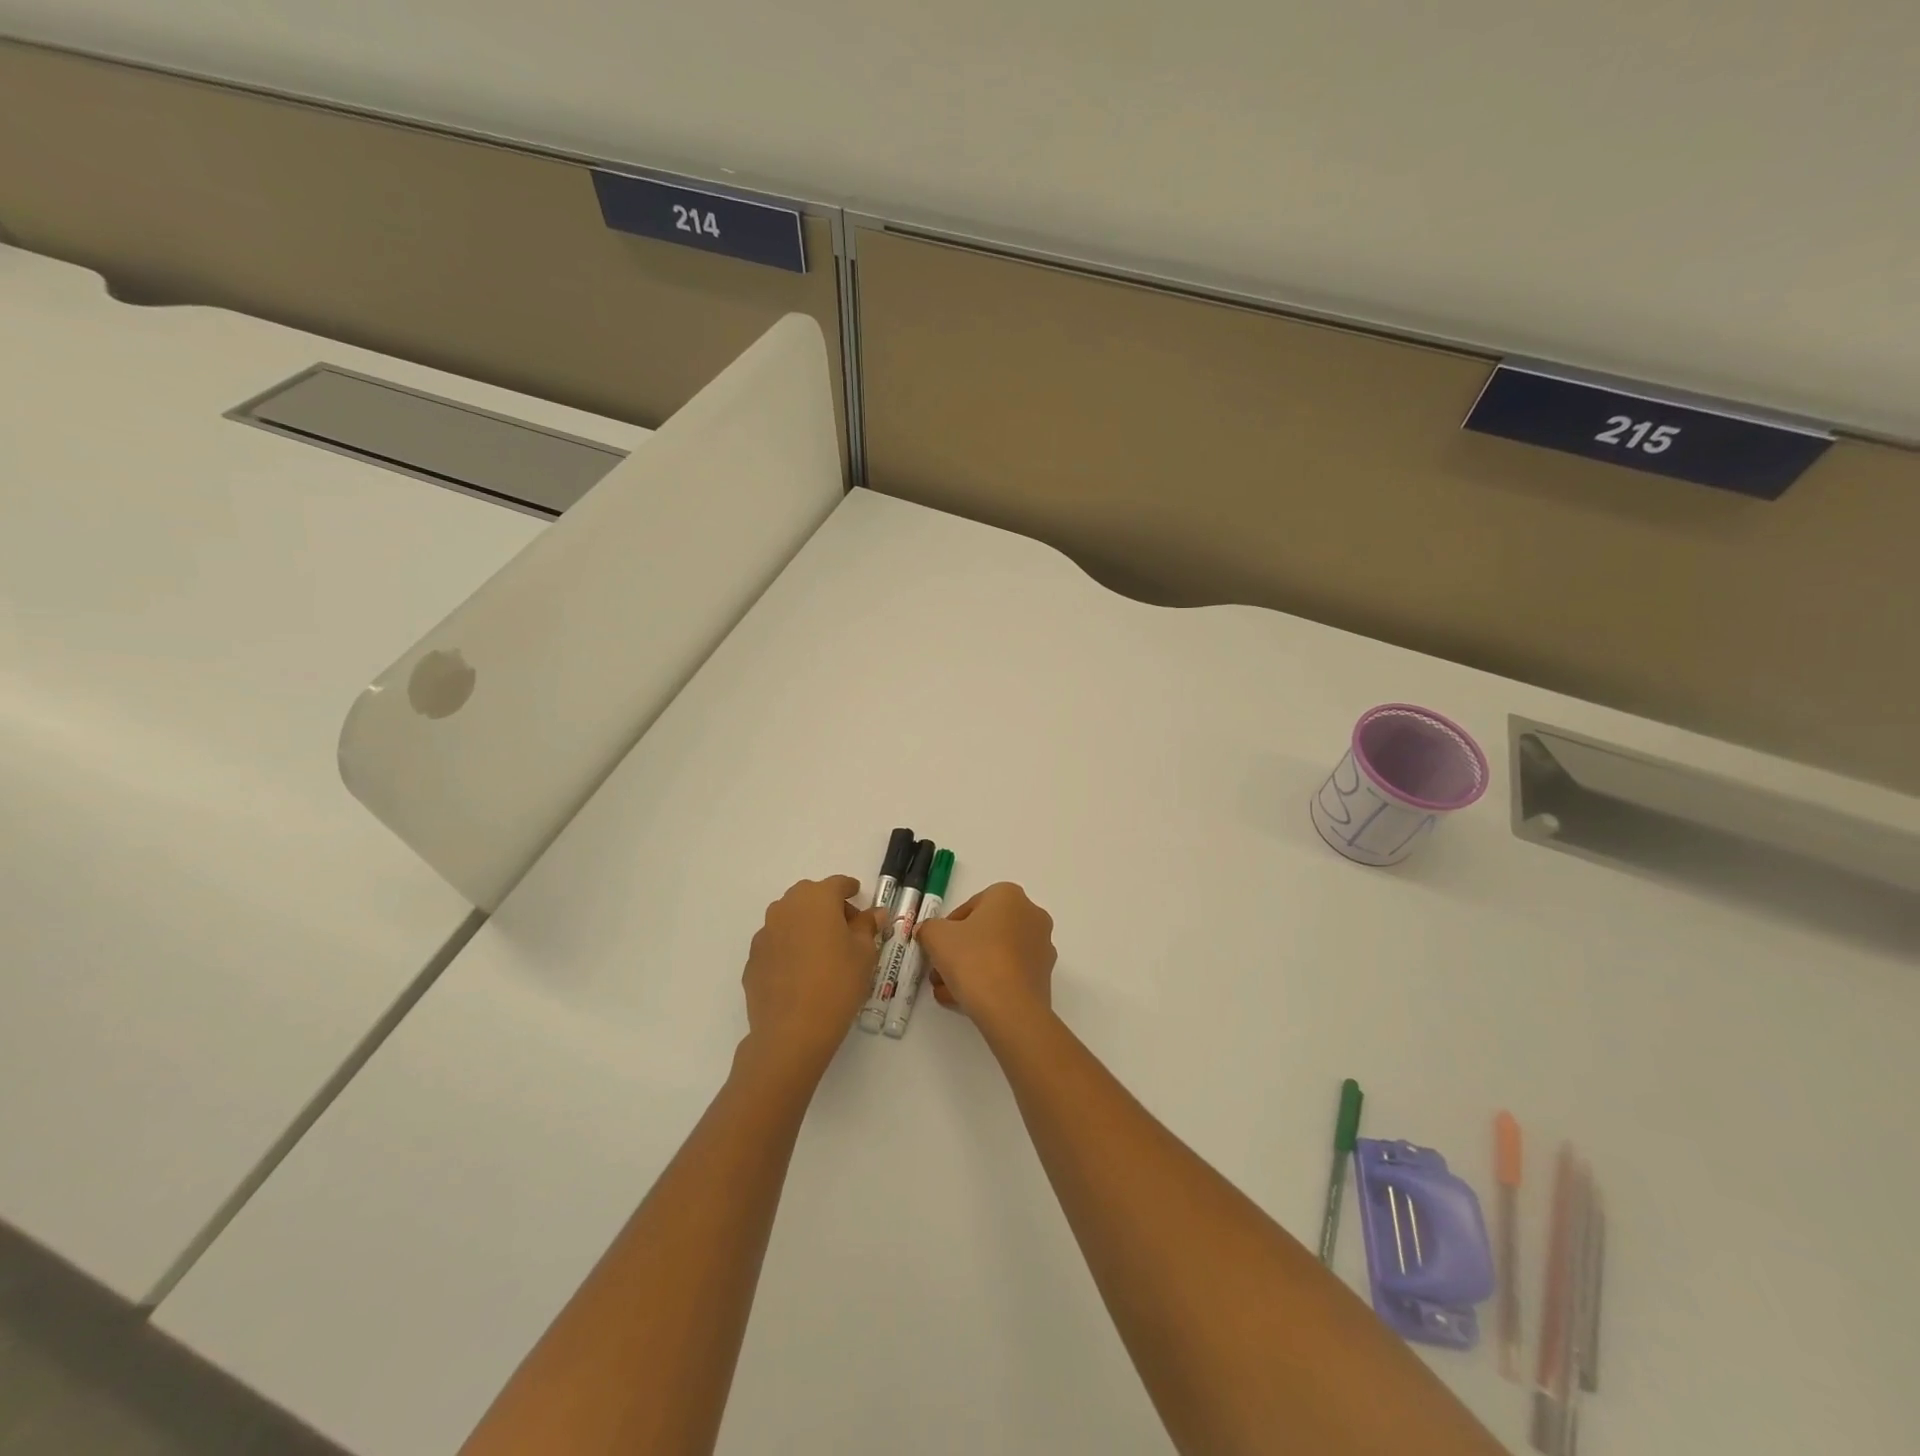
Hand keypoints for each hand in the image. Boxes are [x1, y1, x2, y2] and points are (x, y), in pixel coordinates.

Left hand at [741, 876, 883, 1074]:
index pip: (837, 884)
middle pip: (810, 896)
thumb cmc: (837, 983)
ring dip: (805, 925)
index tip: (858, 895)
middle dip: (827, 906)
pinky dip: (790, 947)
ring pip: (789, 918)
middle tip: (845, 927)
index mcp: (817, 899)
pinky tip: (801, 972)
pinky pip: (777, 943)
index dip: (850, 889)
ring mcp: (765, 933)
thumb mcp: (865, 953)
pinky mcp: (753, 958)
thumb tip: (873, 913)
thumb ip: (867, 926)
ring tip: (822, 950)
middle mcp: (786, 907)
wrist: (792, 1030)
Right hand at [913, 882, 1056, 1035]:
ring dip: (970, 969)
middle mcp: (1031, 915)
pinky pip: (1009, 973)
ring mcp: (1042, 946)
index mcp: (1009, 896)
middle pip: (985, 932)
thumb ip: (928, 929)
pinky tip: (966, 1002)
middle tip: (939, 971)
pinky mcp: (1043, 976)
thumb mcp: (936, 937)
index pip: (971, 906)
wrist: (1010, 1008)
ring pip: (996, 954)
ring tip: (947, 992)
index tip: (937, 947)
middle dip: (959, 952)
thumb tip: (929, 932)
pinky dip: (989, 983)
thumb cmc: (973, 959)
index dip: (948, 928)